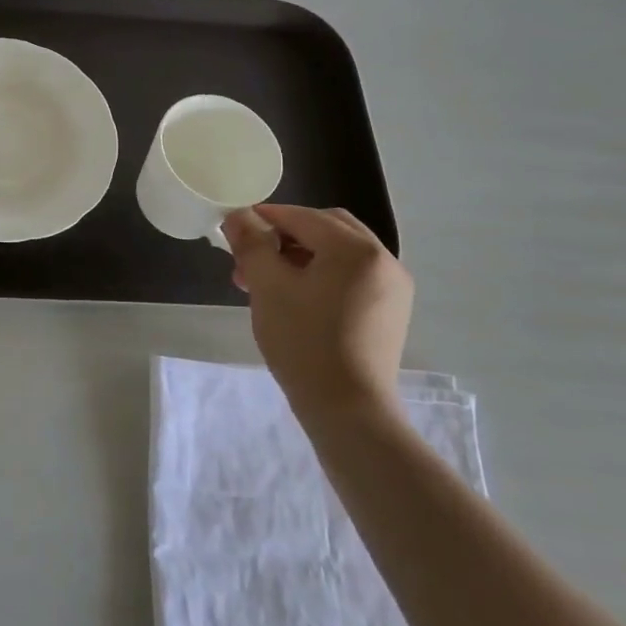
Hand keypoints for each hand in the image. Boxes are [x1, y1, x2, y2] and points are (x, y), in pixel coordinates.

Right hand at [222, 204, 412, 429]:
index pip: (302, 217)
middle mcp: (382, 259)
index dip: (264, 218)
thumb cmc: (304, 342)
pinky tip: (296, 298)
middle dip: (285, 236)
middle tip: (251, 257)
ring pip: (338, 253)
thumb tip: (238, 216)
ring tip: (265, 282)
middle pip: (326, 228)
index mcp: (355, 249)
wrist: (348, 410)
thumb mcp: (268, 287)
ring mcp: (392, 287)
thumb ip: (251, 244)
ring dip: (301, 256)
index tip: (234, 229)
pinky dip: (321, 275)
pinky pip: (351, 276)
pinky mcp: (390, 311)